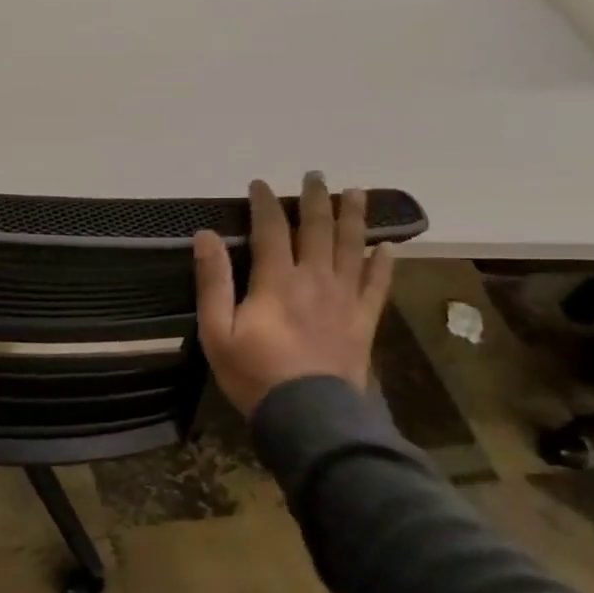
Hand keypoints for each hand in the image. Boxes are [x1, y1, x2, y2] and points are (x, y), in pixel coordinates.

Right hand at [192, 173, 394, 415]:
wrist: (309, 417)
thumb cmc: (254, 374)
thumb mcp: (216, 330)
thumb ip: (212, 281)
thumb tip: (205, 235)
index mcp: (277, 280)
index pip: (271, 229)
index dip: (265, 203)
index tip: (260, 184)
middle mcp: (314, 279)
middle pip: (317, 229)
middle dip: (315, 199)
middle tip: (315, 175)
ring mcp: (344, 299)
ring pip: (351, 248)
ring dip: (353, 217)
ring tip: (356, 191)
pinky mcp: (363, 321)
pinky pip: (377, 285)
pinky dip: (384, 263)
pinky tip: (388, 247)